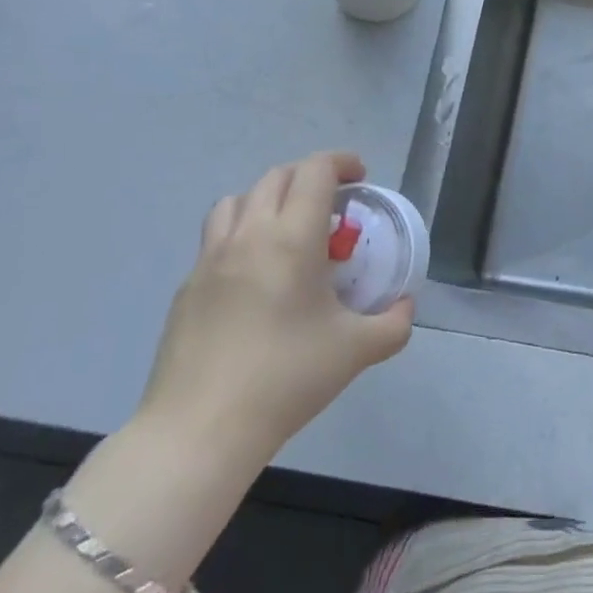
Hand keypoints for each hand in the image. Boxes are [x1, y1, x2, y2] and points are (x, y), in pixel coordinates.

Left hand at [136, 151, 412, 480]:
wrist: (200, 431)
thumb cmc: (286, 379)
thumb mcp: (357, 351)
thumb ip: (394, 323)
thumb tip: (405, 307)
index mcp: (292, 238)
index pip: (315, 171)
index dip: (341, 162)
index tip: (360, 178)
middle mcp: (249, 235)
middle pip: (277, 177)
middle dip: (309, 178)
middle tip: (332, 205)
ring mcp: (210, 259)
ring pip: (238, 199)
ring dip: (269, 199)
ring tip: (287, 229)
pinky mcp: (187, 287)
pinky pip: (216, 238)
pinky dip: (241, 234)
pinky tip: (255, 276)